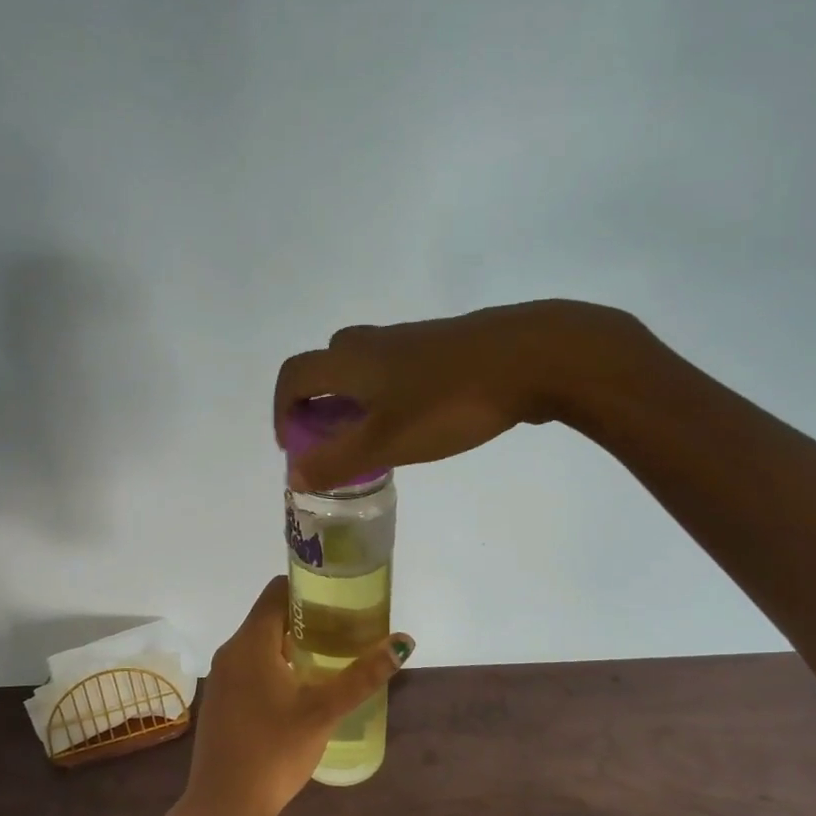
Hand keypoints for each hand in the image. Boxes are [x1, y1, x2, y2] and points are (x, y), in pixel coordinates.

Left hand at [177, 576, 413, 815]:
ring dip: (295, 643)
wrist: (222, 807)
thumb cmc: (273, 753)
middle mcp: (231, 650)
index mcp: (250, 642)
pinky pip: (252, 664)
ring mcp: (222, 676)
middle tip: (348, 630)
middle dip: (309, 618)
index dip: (310, 587)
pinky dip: (278, 663)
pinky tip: (304, 687)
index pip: (277, 590)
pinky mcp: (221, 698)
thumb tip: (403, 643)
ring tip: (333, 656)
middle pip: (271, 615)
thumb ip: (362, 676)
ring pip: (261, 642)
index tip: (342, 599)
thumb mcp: (323, 712)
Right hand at [272, 299, 653, 492]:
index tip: (295, 445)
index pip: (293, 376)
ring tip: (376, 439)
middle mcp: (372, 343)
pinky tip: (419, 421)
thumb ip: (336, 461)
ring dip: (354, 401)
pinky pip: (397, 369)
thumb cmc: (449, 402)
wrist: (533, 357)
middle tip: (334, 441)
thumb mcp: (386, 442)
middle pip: (327, 366)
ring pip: (364, 368)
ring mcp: (410, 340)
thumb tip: (293, 475)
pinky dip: (388, 395)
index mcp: (350, 361)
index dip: (283, 410)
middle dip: (319, 405)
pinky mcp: (444, 346)